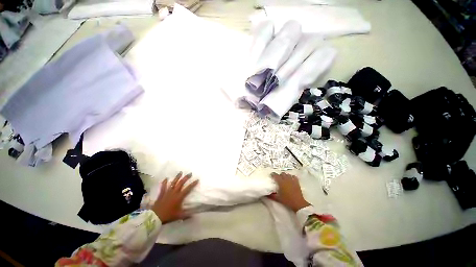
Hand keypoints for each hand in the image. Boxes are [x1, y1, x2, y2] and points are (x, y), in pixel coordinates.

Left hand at [152, 172, 198, 223]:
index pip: (188, 189)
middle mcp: (174, 192)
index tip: (197, 179)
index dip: (193, 184)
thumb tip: (194, 214)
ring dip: (177, 177)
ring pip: (173, 183)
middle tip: (190, 173)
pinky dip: (164, 182)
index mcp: (179, 197)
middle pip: (181, 183)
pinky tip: (166, 178)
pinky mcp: (161, 194)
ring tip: (180, 172)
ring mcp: (167, 192)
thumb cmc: (168, 215)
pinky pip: (163, 187)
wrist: (155, 217)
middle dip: (186, 178)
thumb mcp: (179, 216)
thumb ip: (187, 215)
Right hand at [268, 172, 310, 211]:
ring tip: (284, 178)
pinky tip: (291, 179)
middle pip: (282, 173)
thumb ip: (271, 195)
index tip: (271, 175)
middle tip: (278, 178)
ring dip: (285, 175)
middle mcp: (286, 179)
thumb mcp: (278, 198)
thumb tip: (266, 194)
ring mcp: (292, 180)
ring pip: (287, 174)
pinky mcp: (297, 182)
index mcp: (280, 182)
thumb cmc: (287, 200)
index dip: (273, 174)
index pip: (275, 175)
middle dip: (279, 175)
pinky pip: (294, 176)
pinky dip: (292, 176)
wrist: (298, 203)